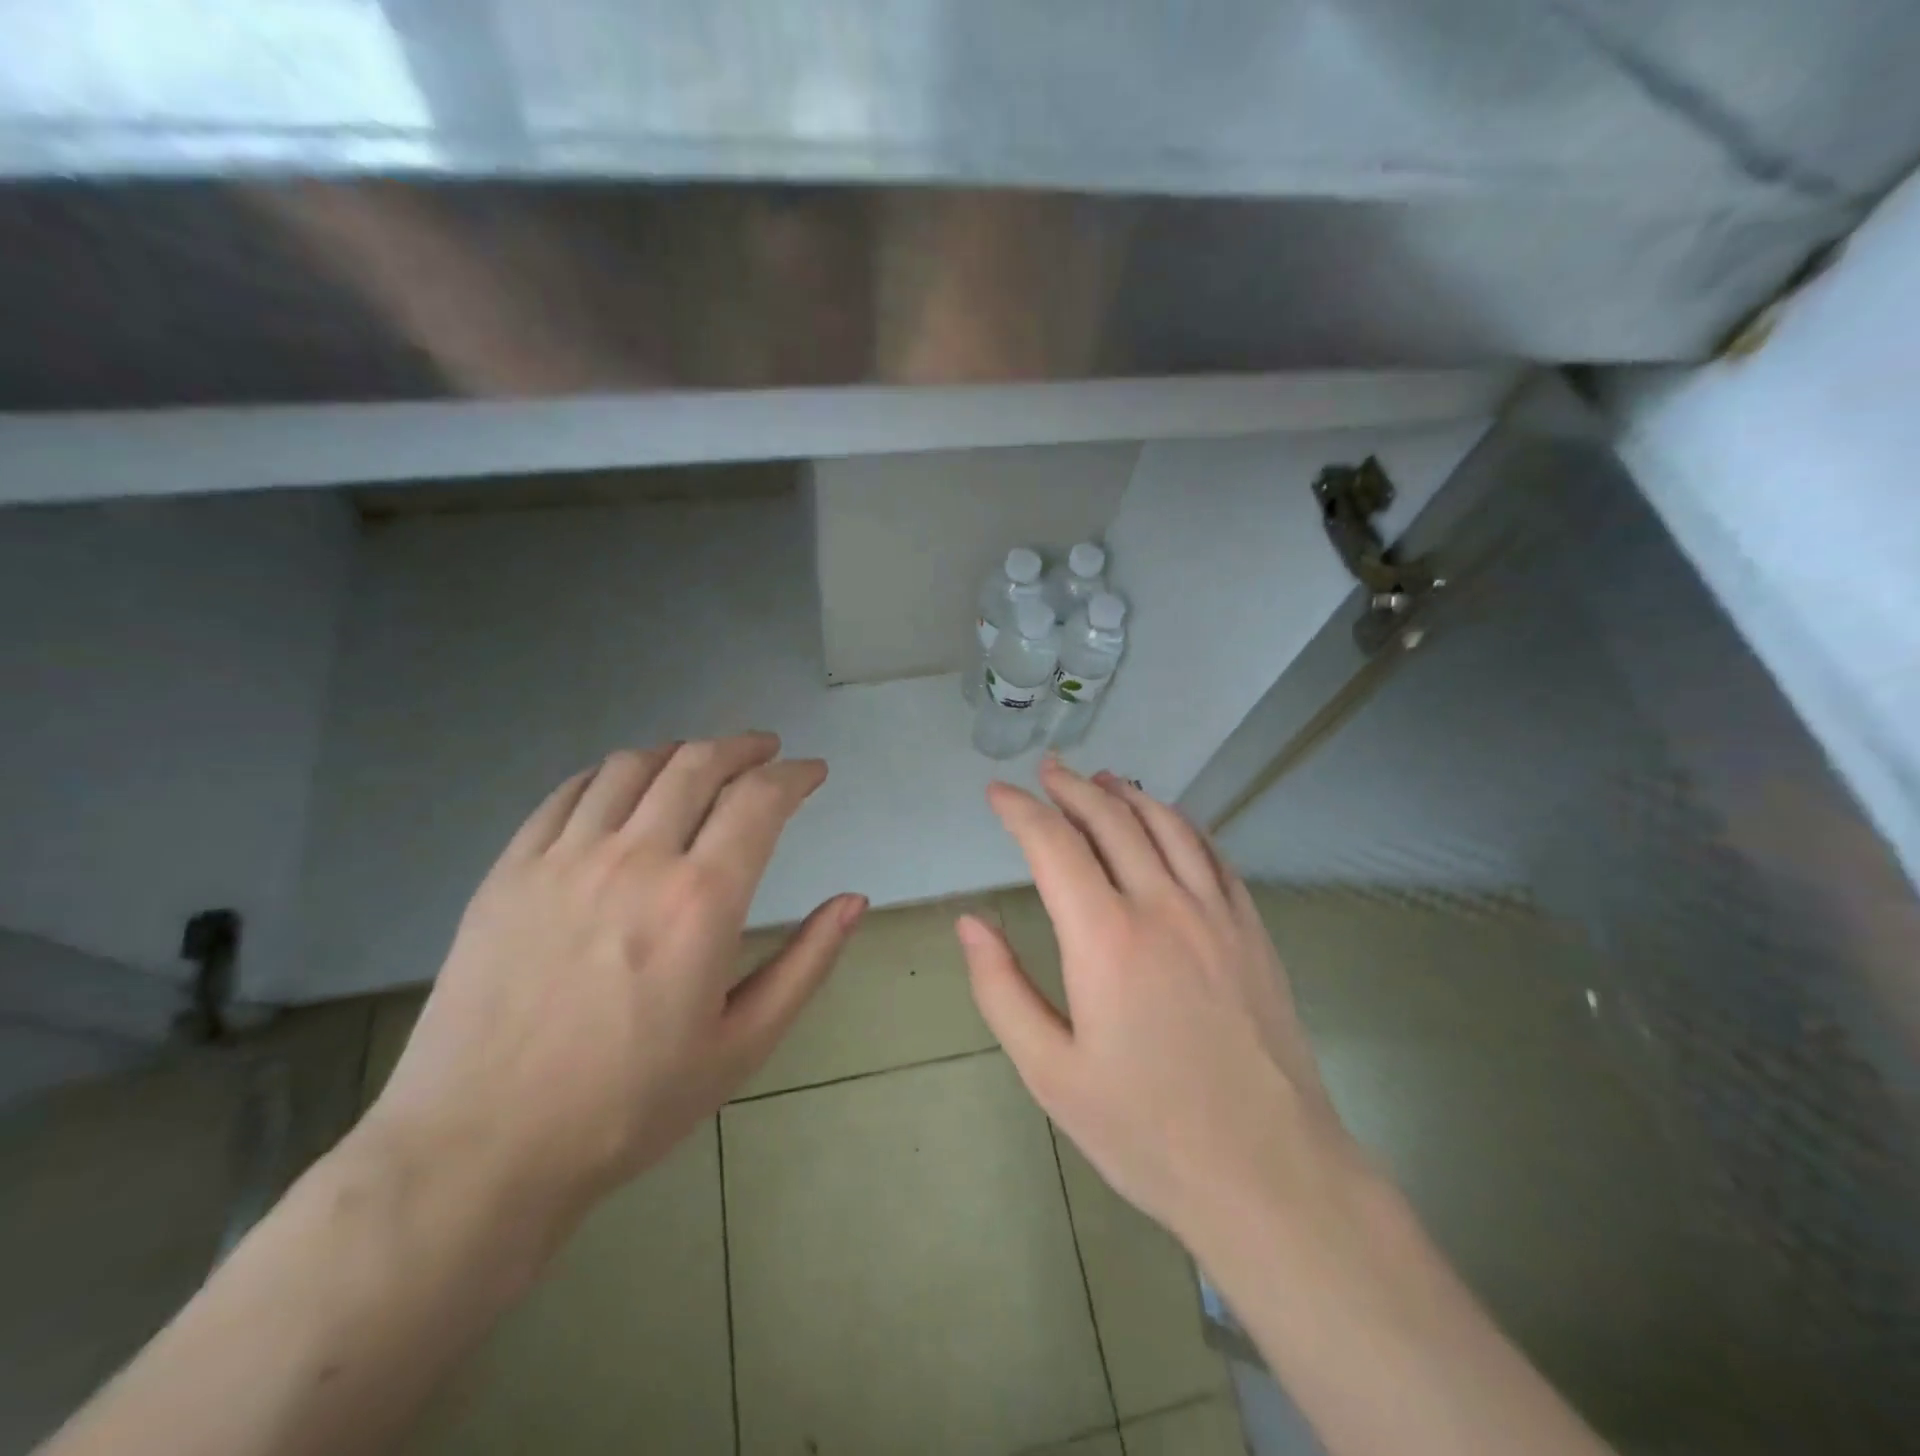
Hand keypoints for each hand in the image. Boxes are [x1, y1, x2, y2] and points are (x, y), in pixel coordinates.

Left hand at [362, 733, 865, 1242]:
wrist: (480, 1150)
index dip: (795, 775)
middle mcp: (636, 859)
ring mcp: (564, 859)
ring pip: (634, 766)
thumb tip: (854, 900)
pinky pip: (568, 792)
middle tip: (767, 751)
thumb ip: (806, 963)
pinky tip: (625, 783)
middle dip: (744, 747)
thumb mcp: (743, 1046)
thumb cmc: (628, 1106)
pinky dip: (611, 772)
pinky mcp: (510, 870)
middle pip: (699, 764)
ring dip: (681, 751)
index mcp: (701, 901)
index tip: (813, 772)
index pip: (760, 800)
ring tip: (702, 760)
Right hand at [957, 757, 1362, 1253]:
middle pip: (1112, 820)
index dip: (1020, 811)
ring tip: (1102, 778)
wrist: (1270, 1174)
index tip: (997, 793)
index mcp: (1107, 937)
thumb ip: (1002, 990)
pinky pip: (1213, 855)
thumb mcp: (1051, 1073)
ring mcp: (1216, 913)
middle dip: (1072, 787)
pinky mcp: (1252, 931)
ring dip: (1128, 794)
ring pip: (1168, 825)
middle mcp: (1163, 906)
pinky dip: (1182, 824)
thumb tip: (970, 923)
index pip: (1054, 845)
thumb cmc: (1147, 1130)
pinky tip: (1171, 822)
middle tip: (1046, 770)